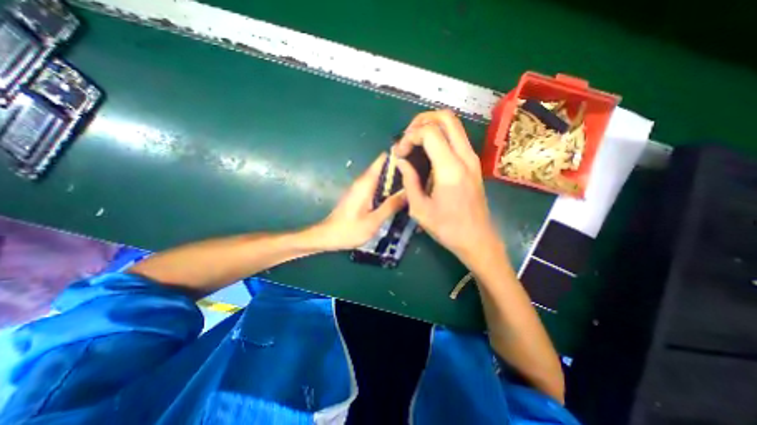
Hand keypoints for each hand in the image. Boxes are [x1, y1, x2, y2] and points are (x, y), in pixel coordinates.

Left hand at [314, 153, 408, 250]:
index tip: (415, 160)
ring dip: (395, 181)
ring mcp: (361, 188)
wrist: (327, 237)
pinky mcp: (360, 196)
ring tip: (413, 186)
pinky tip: (399, 198)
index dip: (398, 156)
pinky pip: (377, 187)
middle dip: (400, 170)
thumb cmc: (349, 230)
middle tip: (419, 177)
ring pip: (381, 178)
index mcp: (366, 183)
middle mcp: (363, 182)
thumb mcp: (373, 221)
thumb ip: (391, 205)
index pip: (382, 160)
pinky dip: (388, 189)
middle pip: (384, 168)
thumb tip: (408, 191)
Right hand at [393, 111, 504, 266]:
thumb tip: (402, 161)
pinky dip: (440, 136)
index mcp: (450, 169)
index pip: (429, 132)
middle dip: (421, 121)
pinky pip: (457, 137)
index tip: (400, 153)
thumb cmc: (447, 228)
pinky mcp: (473, 163)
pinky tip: (427, 151)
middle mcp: (465, 157)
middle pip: (446, 117)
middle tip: (407, 137)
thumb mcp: (420, 209)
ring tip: (414, 143)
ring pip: (453, 124)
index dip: (409, 137)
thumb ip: (409, 181)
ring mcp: (472, 158)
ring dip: (431, 126)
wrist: (477, 239)